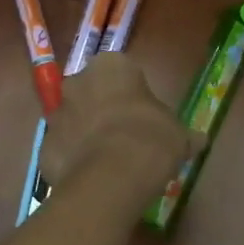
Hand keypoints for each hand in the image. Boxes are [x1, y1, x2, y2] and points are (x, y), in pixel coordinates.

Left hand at [41, 54, 197, 194]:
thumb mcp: (179, 135)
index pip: (121, 71)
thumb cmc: (151, 139)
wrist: (112, 176)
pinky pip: (62, 150)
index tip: (142, 115)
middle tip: (124, 135)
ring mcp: (56, 114)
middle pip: (90, 92)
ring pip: (72, 120)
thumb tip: (199, 140)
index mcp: (112, 66)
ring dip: (85, 134)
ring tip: (108, 161)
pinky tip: (92, 178)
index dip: (132, 94)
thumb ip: (184, 134)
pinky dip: (73, 161)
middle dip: (102, 110)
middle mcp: (77, 82)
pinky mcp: (44, 147)